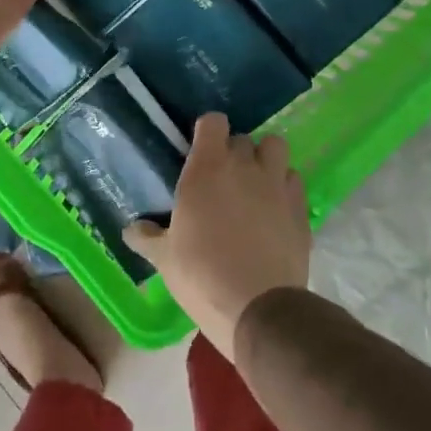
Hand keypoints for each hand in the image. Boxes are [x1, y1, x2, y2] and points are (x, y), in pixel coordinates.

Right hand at [124, 114, 310, 357]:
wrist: (258, 309)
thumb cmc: (201, 275)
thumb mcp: (164, 258)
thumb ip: (147, 237)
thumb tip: (130, 230)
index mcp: (206, 169)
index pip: (213, 122)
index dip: (207, 131)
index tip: (200, 148)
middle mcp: (244, 166)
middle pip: (242, 138)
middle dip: (233, 151)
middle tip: (223, 177)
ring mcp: (276, 184)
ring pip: (275, 148)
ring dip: (265, 158)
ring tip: (255, 183)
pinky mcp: (300, 207)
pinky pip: (293, 179)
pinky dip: (285, 185)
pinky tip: (275, 208)